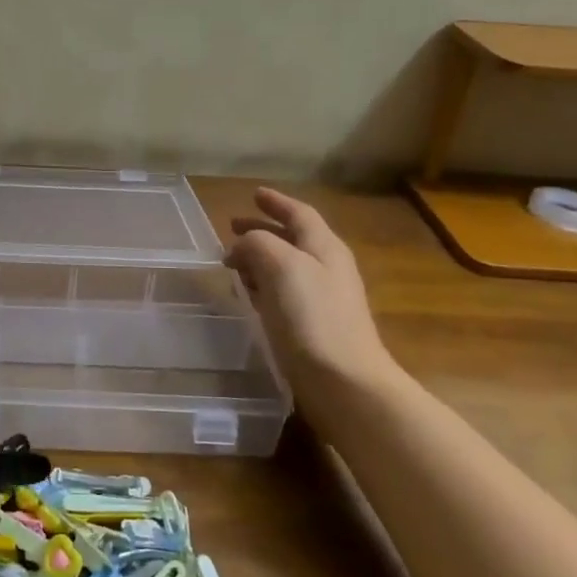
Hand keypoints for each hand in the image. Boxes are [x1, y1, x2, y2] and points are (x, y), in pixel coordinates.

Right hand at [224, 188, 405, 394]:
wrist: (344, 382)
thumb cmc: (312, 317)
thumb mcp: (281, 266)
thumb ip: (258, 244)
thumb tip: (242, 246)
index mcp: (324, 247)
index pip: (299, 213)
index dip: (276, 202)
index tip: (253, 194)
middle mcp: (327, 268)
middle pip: (292, 239)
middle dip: (262, 230)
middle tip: (232, 227)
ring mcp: (323, 299)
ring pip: (286, 266)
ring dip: (260, 258)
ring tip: (234, 262)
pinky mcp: (313, 327)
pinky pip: (284, 293)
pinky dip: (263, 285)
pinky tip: (249, 296)